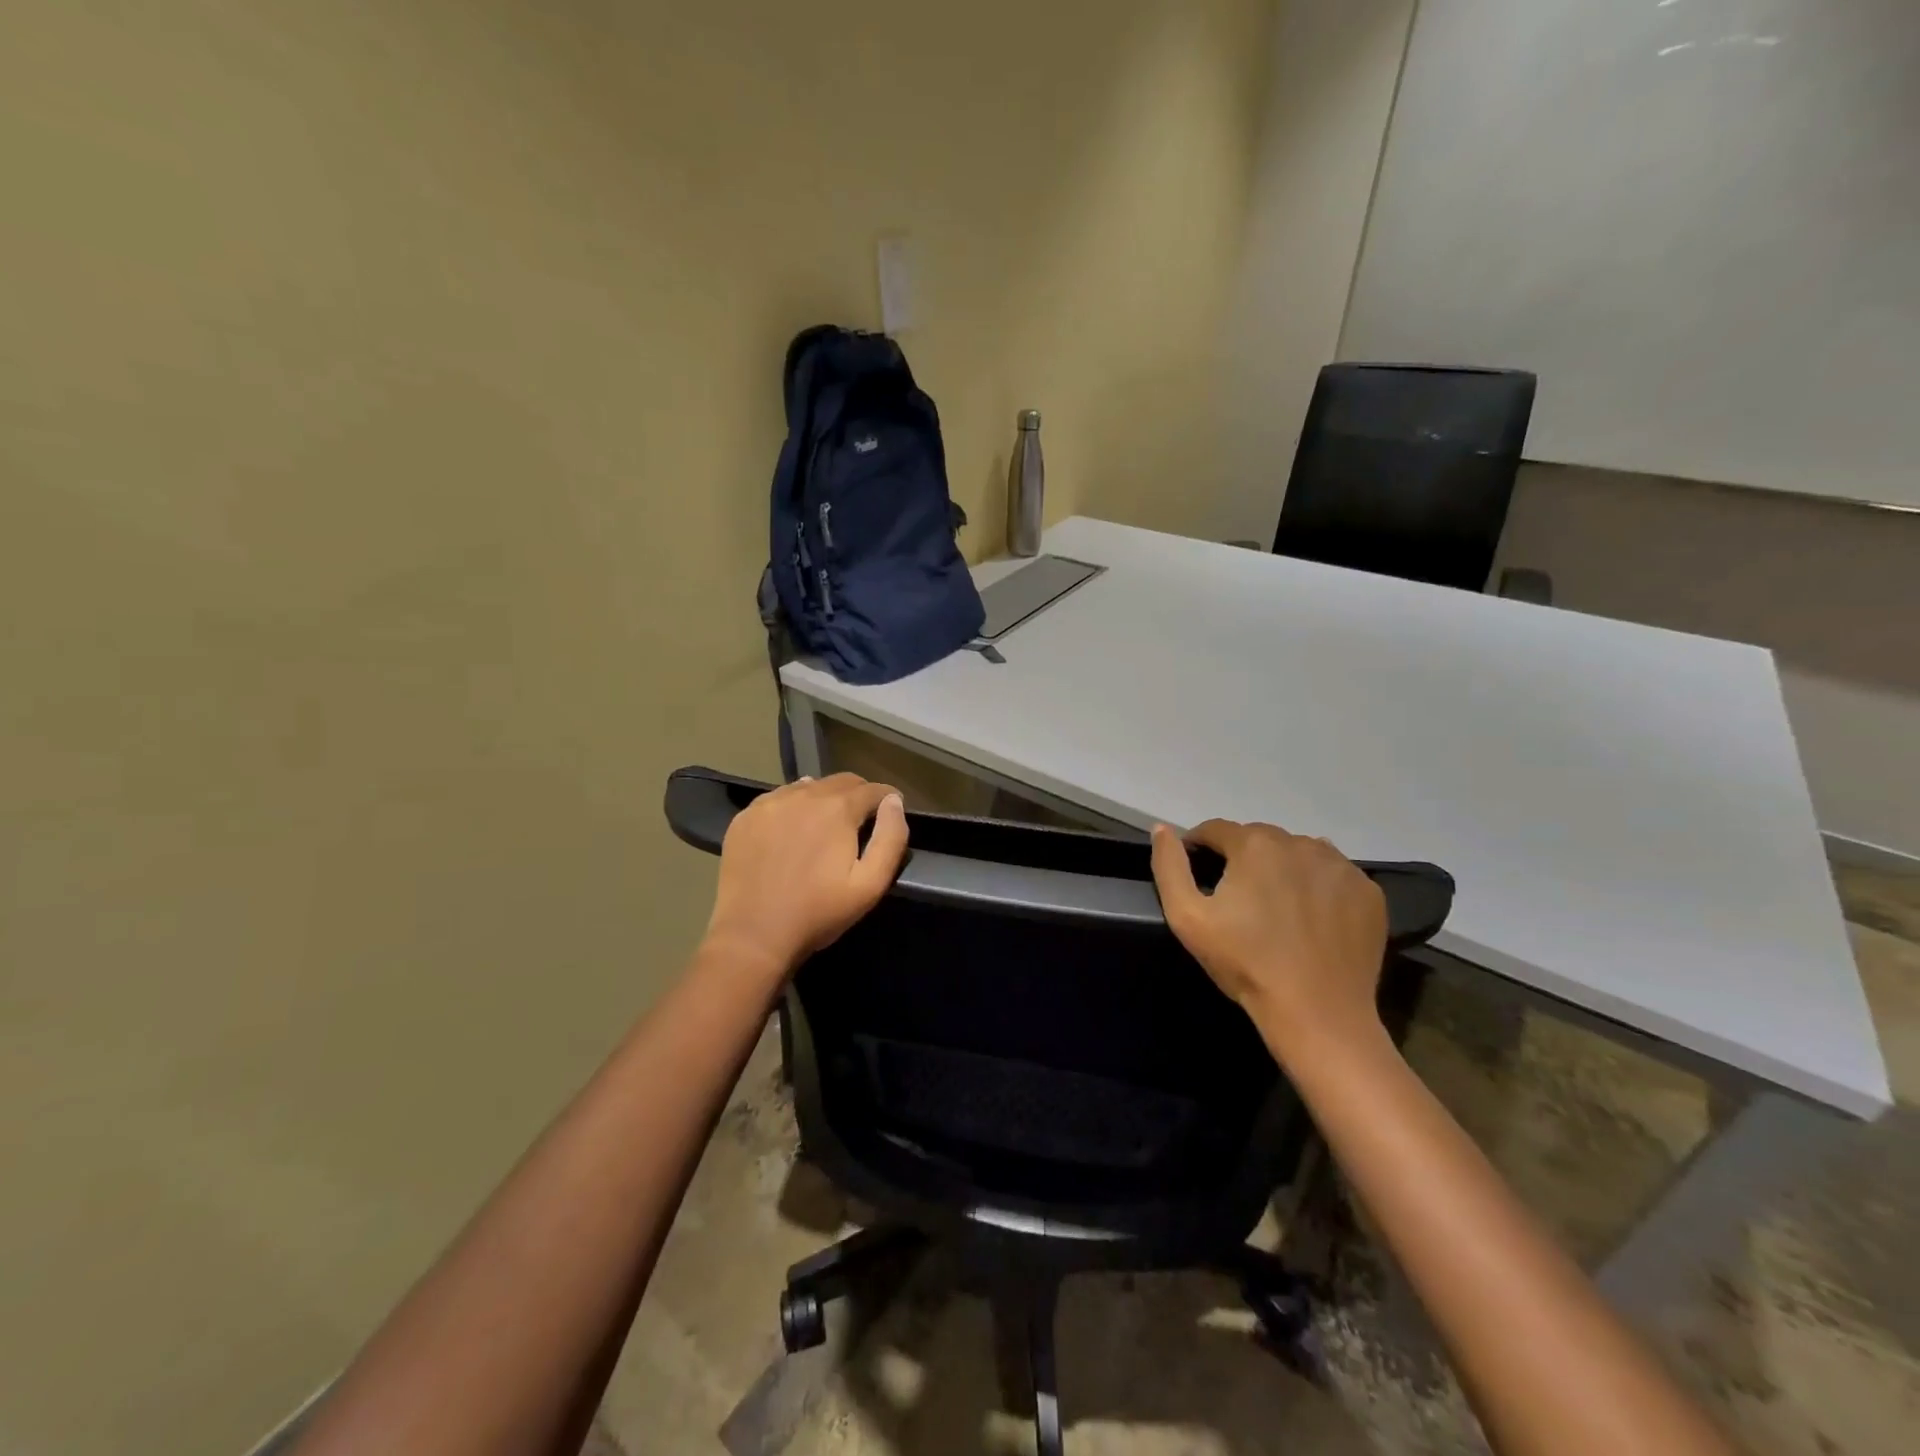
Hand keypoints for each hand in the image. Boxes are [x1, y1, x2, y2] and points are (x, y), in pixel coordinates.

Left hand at [700, 774, 909, 979]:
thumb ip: (890, 838)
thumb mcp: (870, 885)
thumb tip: (894, 802)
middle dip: (859, 795)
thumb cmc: (818, 913)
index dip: (888, 799)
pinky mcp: (746, 816)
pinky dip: (793, 807)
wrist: (753, 935)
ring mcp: (770, 802)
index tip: (893, 812)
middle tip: (862, 821)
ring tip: (826, 826)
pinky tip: (792, 831)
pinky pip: (778, 798)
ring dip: (825, 798)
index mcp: (838, 808)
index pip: (873, 789)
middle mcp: (804, 794)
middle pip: (841, 782)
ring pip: (809, 787)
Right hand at [1151, 819, 1388, 1060]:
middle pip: (1259, 839)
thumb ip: (1169, 866)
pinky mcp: (1368, 891)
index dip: (1199, 847)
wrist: (1317, 1013)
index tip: (1196, 872)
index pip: (1216, 830)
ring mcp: (1340, 866)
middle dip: (1243, 858)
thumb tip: (1162, 828)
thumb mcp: (1187, 917)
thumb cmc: (1245, 963)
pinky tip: (1311, 918)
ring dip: (1282, 868)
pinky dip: (1318, 887)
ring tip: (1276, 907)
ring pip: (1299, 853)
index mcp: (1254, 845)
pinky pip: (1334, 875)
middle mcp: (1300, 843)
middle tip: (1237, 898)